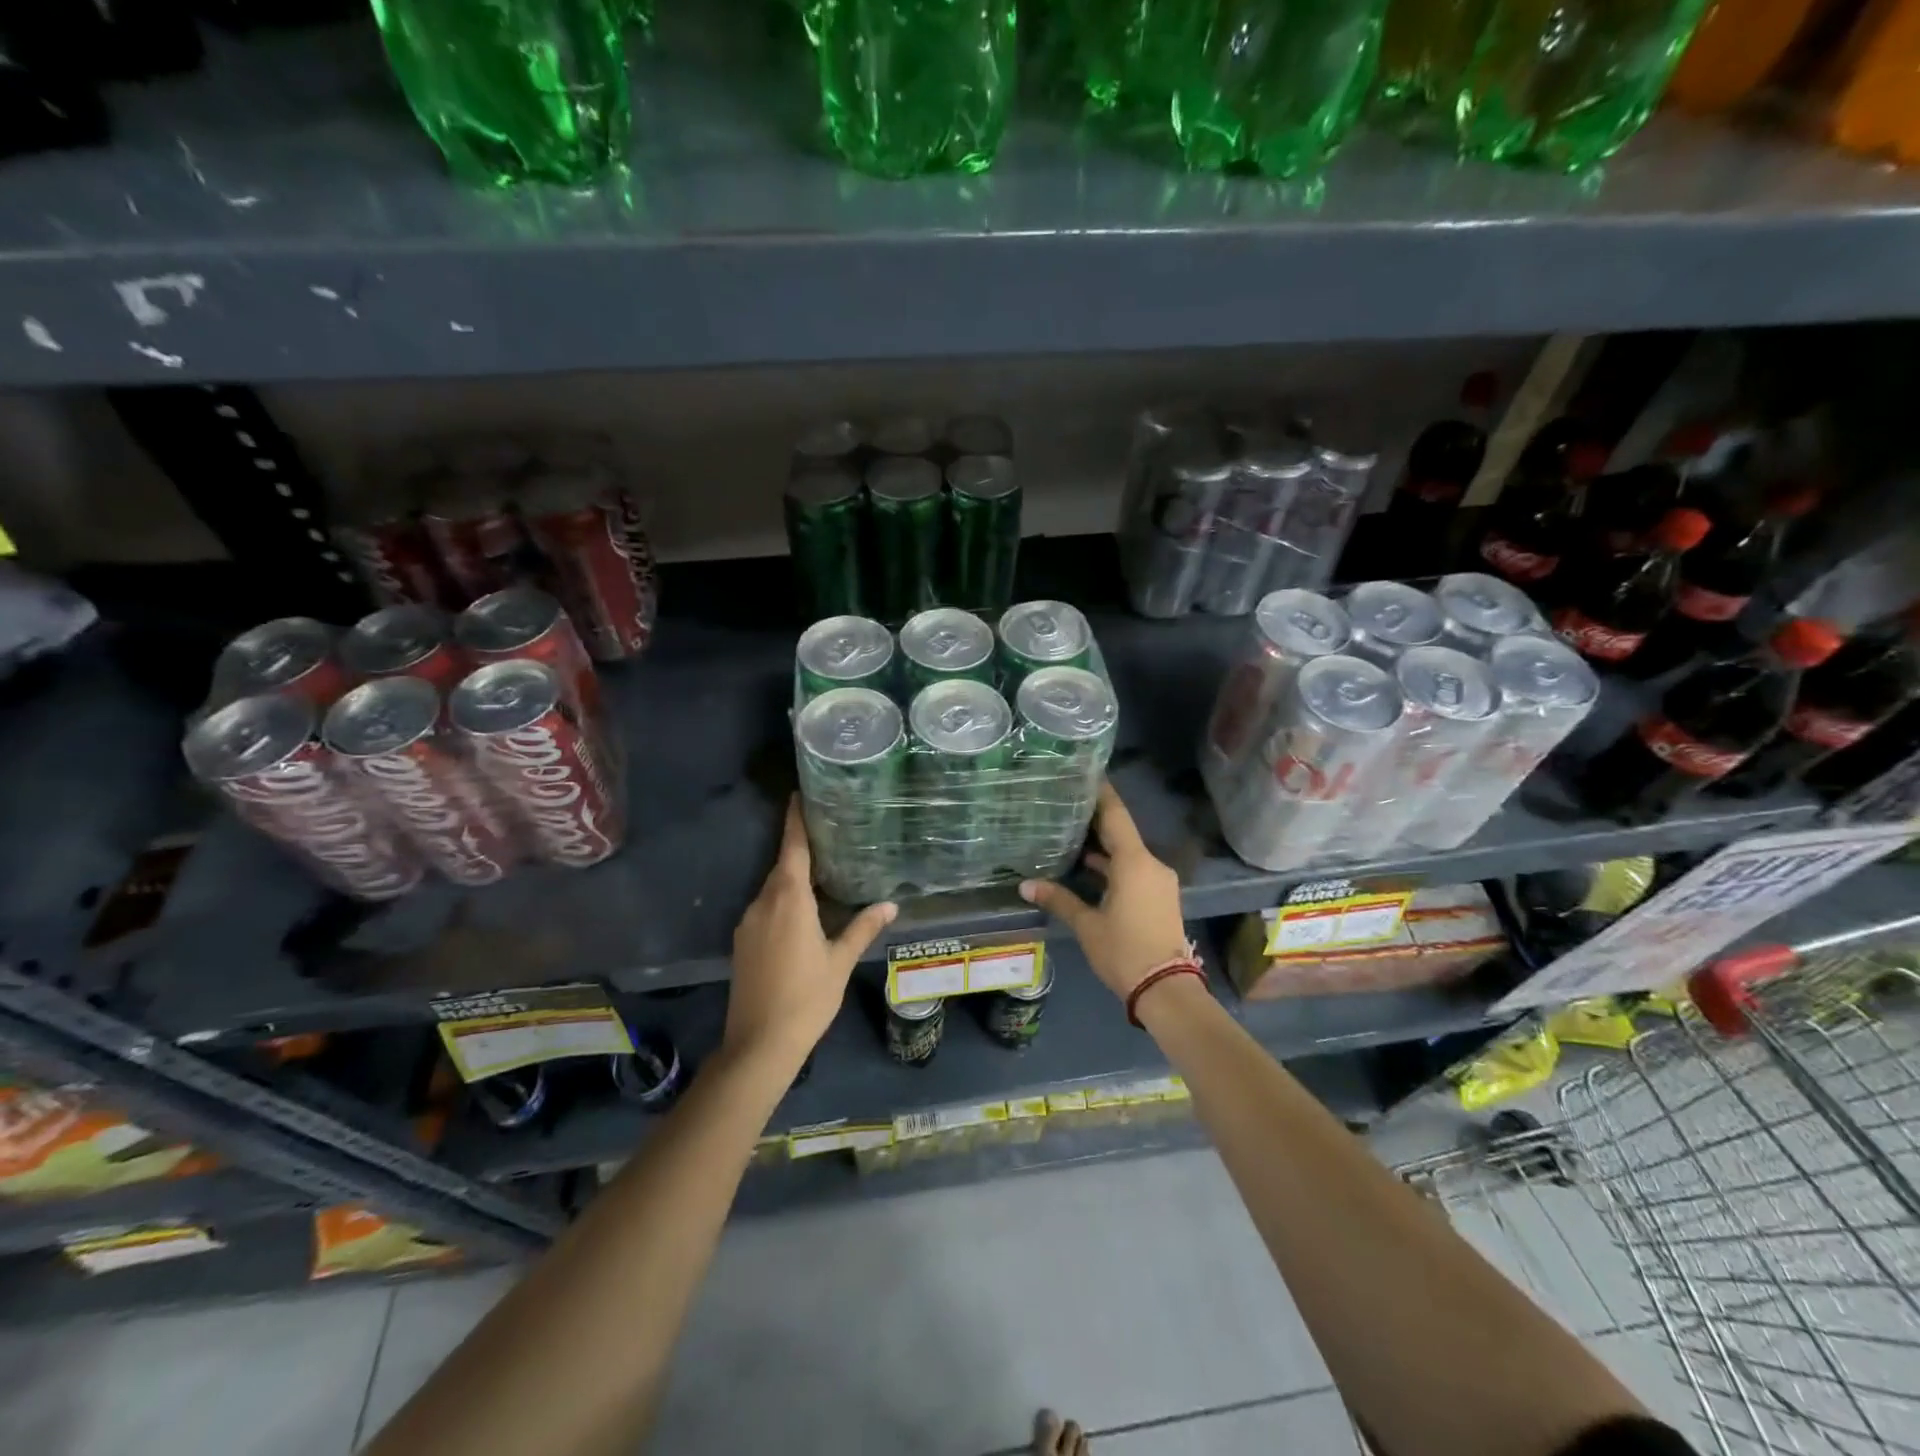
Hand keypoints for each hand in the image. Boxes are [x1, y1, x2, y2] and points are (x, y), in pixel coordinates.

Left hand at [727, 797, 895, 1065]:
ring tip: (820, 872)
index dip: (795, 820)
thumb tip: (891, 904)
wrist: (759, 1044)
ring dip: (792, 878)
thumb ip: (863, 927)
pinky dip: (782, 900)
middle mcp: (764, 902)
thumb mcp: (840, 961)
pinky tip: (801, 912)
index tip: (798, 795)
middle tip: (827, 834)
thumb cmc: (806, 998)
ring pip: (772, 888)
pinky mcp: (742, 941)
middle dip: (799, 848)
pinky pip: (765, 907)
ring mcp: (748, 922)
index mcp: (789, 899)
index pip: (792, 848)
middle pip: (782, 866)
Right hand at [1019, 782, 1188, 1001]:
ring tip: (1071, 833)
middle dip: (1096, 819)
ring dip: (1103, 846)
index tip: (1086, 773)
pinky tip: (1089, 867)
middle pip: (1121, 832)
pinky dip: (1113, 865)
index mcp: (1134, 862)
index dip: (1101, 793)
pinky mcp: (1159, 897)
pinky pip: (1134, 870)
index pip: (1116, 815)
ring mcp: (1158, 881)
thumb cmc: (1124, 951)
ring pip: (1127, 853)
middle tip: (1067, 803)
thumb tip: (1026, 885)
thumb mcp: (1087, 925)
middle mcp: (1150, 864)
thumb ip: (1059, 900)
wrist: (1166, 989)